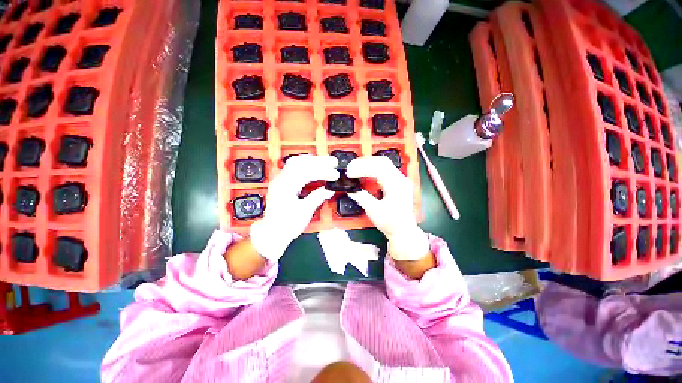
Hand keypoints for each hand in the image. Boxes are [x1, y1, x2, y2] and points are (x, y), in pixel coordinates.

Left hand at [250, 155, 338, 260]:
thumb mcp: (305, 211)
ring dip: (312, 161)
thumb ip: (317, 197)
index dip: (323, 171)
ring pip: (296, 162)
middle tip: (333, 162)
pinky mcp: (282, 183)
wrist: (272, 234)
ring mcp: (280, 180)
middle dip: (318, 160)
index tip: (334, 174)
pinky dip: (306, 166)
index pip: (307, 171)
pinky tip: (314, 168)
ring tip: (325, 162)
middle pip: (300, 161)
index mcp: (286, 186)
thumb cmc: (286, 225)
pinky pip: (294, 168)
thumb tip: (329, 189)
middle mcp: (281, 179)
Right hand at [346, 156, 429, 260]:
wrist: (404, 231)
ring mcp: (400, 179)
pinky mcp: (397, 181)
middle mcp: (400, 179)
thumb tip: (350, 189)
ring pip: (383, 163)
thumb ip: (362, 198)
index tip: (350, 172)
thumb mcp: (374, 211)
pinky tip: (364, 172)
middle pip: (382, 161)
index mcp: (397, 186)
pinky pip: (384, 169)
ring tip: (355, 168)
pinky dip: (372, 168)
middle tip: (350, 168)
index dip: (362, 168)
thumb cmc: (390, 223)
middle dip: (364, 162)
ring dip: (368, 164)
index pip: (379, 168)